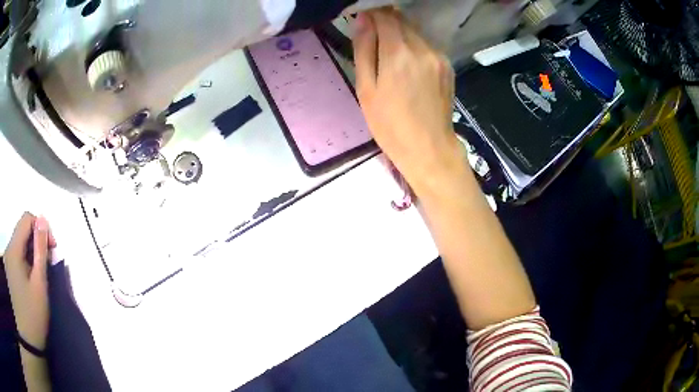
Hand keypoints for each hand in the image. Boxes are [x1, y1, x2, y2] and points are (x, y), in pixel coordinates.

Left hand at [3, 213, 55, 350]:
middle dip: (37, 241)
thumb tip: (43, 220)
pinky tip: (31, 279)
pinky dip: (26, 261)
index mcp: (14, 249)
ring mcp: (8, 261)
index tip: (52, 248)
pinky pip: (17, 256)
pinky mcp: (9, 271)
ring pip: (19, 244)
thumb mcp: (39, 284)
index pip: (26, 219)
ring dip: (31, 252)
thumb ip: (40, 250)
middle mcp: (8, 249)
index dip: (40, 226)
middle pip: (22, 231)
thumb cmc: (33, 314)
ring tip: (41, 274)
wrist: (29, 340)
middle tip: (49, 263)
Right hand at [353, 9, 465, 197]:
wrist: (429, 148)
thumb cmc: (390, 124)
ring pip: (416, 31)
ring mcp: (439, 56)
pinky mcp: (447, 65)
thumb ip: (364, 49)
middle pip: (402, 20)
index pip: (385, 16)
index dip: (371, 13)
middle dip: (385, 21)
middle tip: (372, 36)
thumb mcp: (366, 88)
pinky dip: (414, 45)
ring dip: (400, 33)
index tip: (362, 20)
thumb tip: (362, 19)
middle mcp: (423, 48)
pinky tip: (407, 63)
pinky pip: (427, 44)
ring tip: (388, 51)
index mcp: (399, 53)